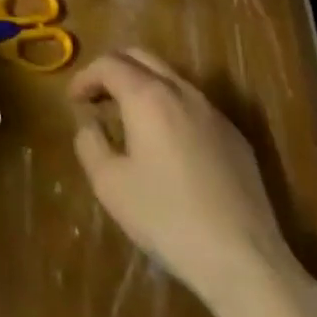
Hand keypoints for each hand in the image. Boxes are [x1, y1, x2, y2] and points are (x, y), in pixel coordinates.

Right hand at [70, 49, 316, 316]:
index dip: (85, 76)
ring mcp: (213, 111)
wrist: (243, 259)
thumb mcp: (110, 186)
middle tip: (97, 96)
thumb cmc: (167, 219)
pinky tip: (166, 143)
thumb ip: (90, 144)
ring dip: (142, 86)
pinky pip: (193, 105)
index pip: (109, 64)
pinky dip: (169, 107)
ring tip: (128, 118)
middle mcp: (181, 91)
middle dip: (113, 69)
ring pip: (170, 78)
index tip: (73, 99)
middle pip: (141, 57)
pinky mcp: (234, 135)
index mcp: (147, 96)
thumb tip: (90, 124)